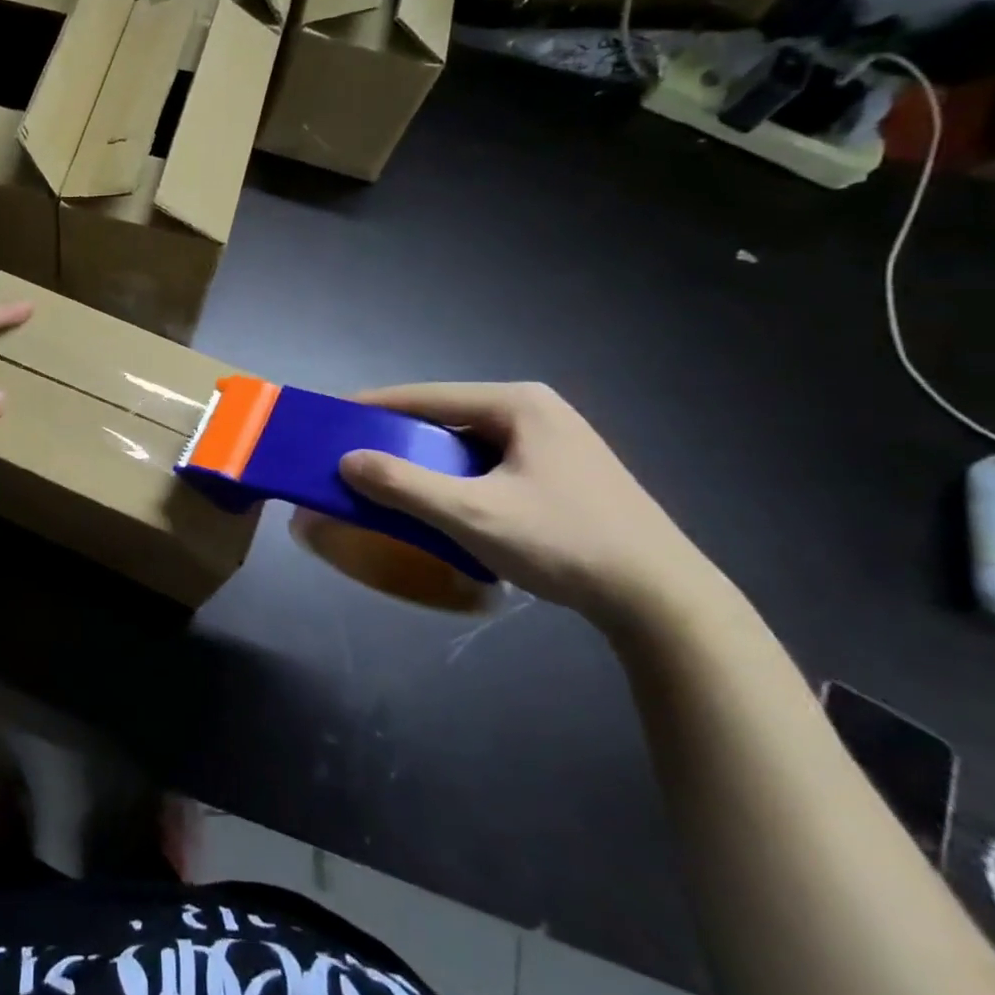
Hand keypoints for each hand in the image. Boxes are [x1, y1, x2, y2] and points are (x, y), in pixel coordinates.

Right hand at [333, 382, 731, 623]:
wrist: (661, 599)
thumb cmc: (564, 543)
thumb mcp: (472, 515)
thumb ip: (403, 485)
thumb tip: (346, 460)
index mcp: (518, 404)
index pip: (427, 395)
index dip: (375, 406)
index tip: (332, 417)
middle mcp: (537, 411)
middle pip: (448, 416)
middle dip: (400, 435)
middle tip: (358, 455)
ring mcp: (555, 441)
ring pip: (470, 442)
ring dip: (429, 460)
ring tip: (392, 479)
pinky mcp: (564, 472)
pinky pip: (491, 463)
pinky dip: (458, 476)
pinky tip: (444, 501)